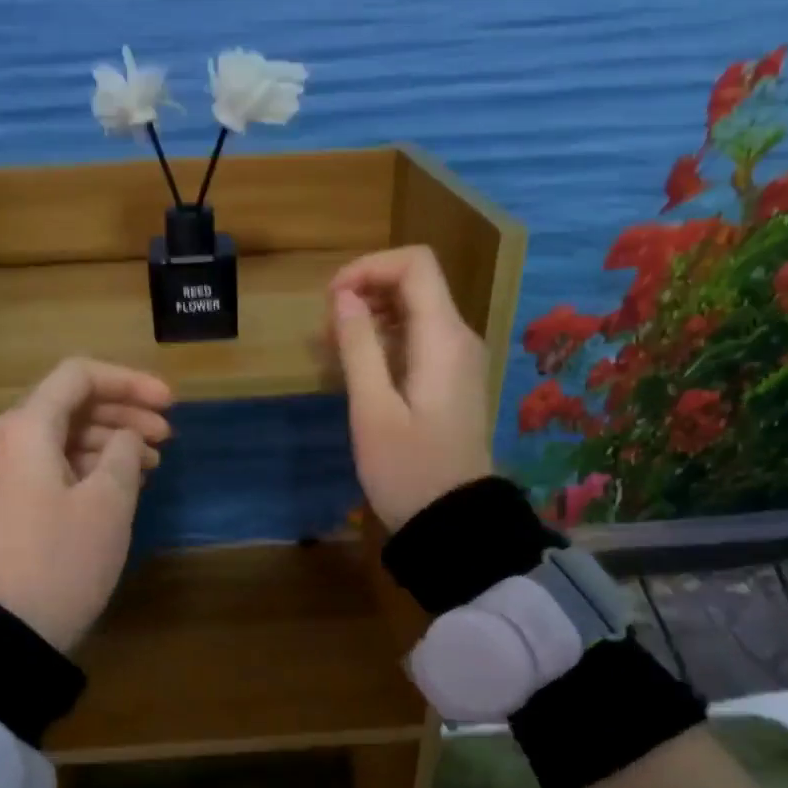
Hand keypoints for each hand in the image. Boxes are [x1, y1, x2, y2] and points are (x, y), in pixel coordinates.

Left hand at [0, 358, 173, 653]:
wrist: (13, 628)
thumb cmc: (65, 559)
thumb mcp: (109, 501)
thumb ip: (125, 452)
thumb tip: (126, 437)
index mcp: (27, 427)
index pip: (80, 376)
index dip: (130, 382)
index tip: (170, 404)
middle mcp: (8, 439)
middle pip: (72, 404)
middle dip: (124, 412)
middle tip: (168, 435)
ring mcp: (5, 471)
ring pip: (65, 435)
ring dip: (111, 440)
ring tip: (153, 463)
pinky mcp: (10, 500)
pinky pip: (54, 463)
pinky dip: (91, 465)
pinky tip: (125, 482)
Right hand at [329, 245, 493, 531]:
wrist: (454, 522)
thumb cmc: (408, 470)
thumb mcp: (373, 410)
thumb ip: (359, 347)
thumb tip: (344, 296)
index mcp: (443, 338)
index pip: (415, 264)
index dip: (369, 268)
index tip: (332, 299)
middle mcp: (459, 338)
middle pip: (417, 283)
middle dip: (368, 291)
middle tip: (328, 330)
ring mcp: (460, 360)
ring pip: (417, 311)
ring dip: (374, 316)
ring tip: (336, 348)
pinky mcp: (452, 381)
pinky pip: (420, 339)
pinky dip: (387, 339)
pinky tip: (361, 368)